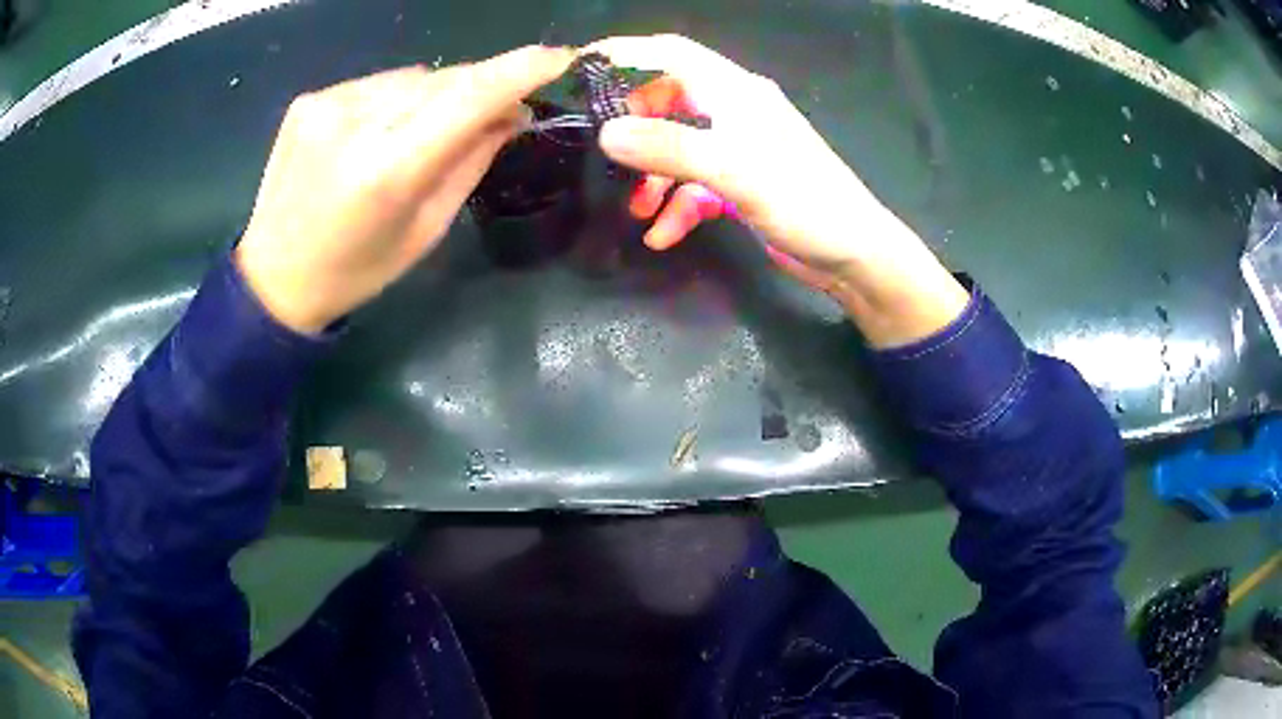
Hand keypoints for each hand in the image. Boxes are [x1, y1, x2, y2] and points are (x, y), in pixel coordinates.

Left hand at [236, 46, 575, 333]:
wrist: (274, 278)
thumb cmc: (357, 269)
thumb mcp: (426, 228)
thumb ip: (471, 161)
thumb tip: (513, 113)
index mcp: (387, 170)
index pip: (467, 98)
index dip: (519, 71)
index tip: (560, 57)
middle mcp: (354, 124)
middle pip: (443, 80)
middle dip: (481, 87)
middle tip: (500, 109)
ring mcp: (326, 105)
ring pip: (412, 78)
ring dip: (436, 95)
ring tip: (426, 131)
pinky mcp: (310, 100)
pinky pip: (378, 84)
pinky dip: (396, 98)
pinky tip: (383, 130)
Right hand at [587, 35, 967, 346]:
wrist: (855, 255)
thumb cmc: (804, 201)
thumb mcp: (734, 170)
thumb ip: (670, 147)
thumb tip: (607, 134)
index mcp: (736, 91)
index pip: (671, 53)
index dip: (625, 54)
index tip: (581, 70)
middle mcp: (736, 111)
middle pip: (669, 99)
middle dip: (635, 125)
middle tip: (606, 152)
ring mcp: (740, 148)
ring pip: (680, 146)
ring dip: (653, 175)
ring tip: (634, 209)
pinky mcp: (743, 183)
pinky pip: (697, 185)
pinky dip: (677, 205)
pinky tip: (662, 236)